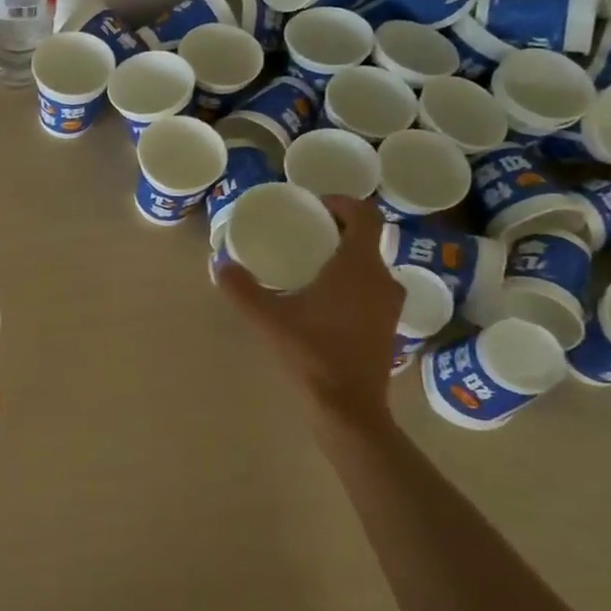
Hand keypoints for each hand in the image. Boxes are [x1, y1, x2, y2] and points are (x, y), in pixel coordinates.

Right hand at [219, 196, 401, 421]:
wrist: (347, 406)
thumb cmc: (311, 354)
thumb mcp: (268, 319)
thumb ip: (242, 288)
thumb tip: (220, 263)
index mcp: (359, 267)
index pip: (366, 216)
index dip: (342, 203)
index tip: (315, 205)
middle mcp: (383, 279)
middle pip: (367, 239)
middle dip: (337, 230)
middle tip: (304, 232)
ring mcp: (389, 305)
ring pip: (370, 265)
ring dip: (345, 257)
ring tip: (310, 264)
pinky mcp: (388, 326)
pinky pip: (371, 288)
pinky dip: (351, 281)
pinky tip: (323, 299)